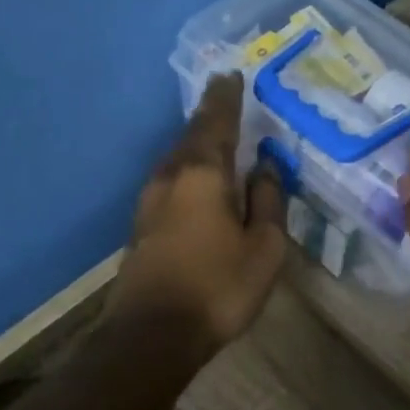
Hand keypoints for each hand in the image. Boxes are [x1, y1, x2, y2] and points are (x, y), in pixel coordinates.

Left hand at [107, 73, 287, 353]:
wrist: (151, 335)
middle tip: (225, 96)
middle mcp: (170, 176)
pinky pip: (170, 180)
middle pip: (192, 135)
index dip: (226, 97)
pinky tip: (198, 178)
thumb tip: (265, 167)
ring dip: (197, 142)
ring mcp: (150, 200)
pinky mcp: (142, 224)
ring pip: (177, 158)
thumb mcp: (263, 248)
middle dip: (210, 115)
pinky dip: (188, 168)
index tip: (231, 74)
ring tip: (216, 134)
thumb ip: (267, 201)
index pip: (216, 122)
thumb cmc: (217, 287)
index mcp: (202, 173)